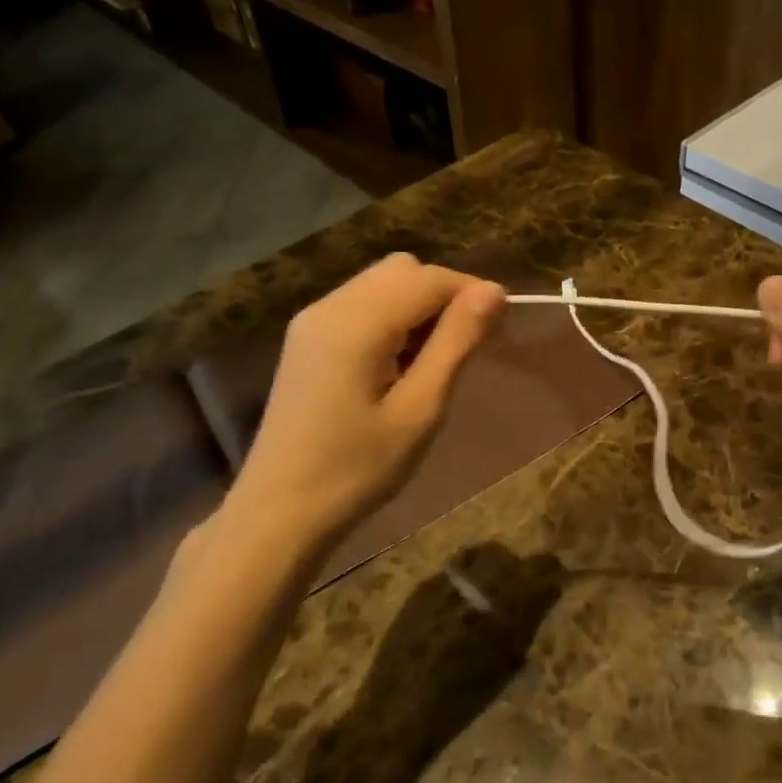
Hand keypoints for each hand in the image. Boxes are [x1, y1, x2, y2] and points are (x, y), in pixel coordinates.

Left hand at [222, 253, 504, 558]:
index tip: (502, 328)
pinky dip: (392, 317)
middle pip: (403, 270)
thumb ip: (456, 342)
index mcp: (357, 322)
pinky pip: (361, 304)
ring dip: (418, 305)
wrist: (278, 512)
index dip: (472, 293)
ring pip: (382, 283)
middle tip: (468, 345)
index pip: (429, 278)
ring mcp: (313, 320)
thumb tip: (493, 291)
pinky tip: (397, 363)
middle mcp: (330, 306)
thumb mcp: (420, 408)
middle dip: (444, 295)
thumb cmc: (357, 468)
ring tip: (432, 360)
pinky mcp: (307, 338)